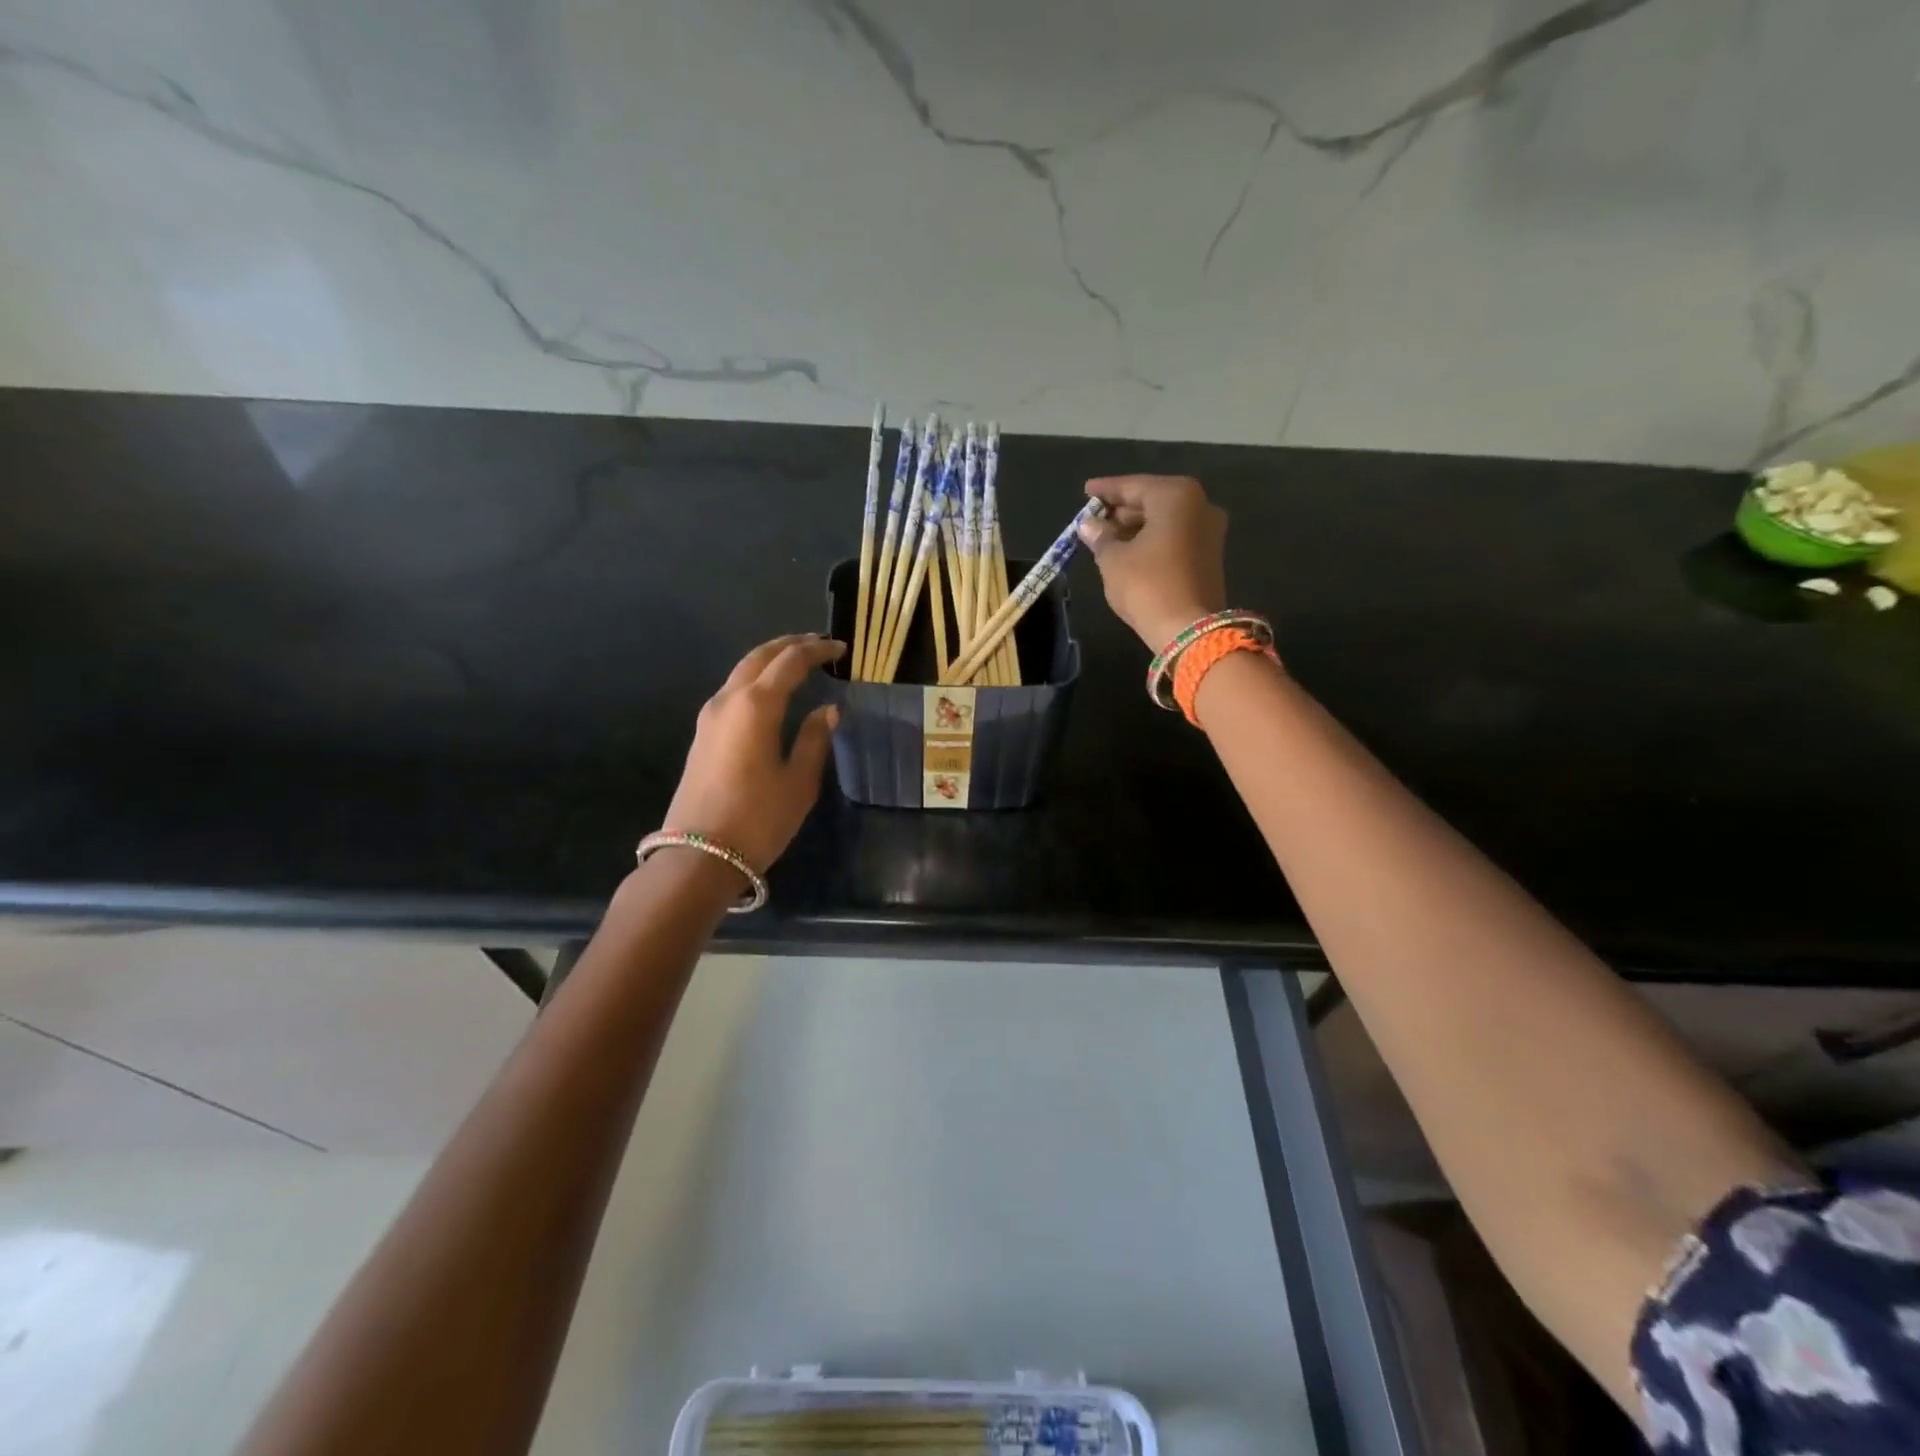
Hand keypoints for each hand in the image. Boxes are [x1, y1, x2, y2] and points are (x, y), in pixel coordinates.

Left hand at [664, 634, 844, 870]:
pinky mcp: (703, 734)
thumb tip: (828, 710)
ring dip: (770, 660)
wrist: (698, 855)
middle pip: (760, 656)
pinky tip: (772, 693)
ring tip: (797, 663)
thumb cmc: (758, 818)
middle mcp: (729, 700)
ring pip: (742, 671)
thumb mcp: (799, 781)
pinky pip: (733, 691)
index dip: (818, 651)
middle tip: (818, 645)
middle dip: (790, 645)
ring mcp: (710, 716)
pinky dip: (756, 680)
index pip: (791, 662)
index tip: (841, 649)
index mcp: (757, 705)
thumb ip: (815, 739)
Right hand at [1079, 475, 1228, 648]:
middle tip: (1095, 518)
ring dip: (1136, 526)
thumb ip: (1100, 537)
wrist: (1189, 630)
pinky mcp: (1209, 556)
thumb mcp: (1113, 559)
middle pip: (1153, 501)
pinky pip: (1175, 537)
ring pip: (1165, 520)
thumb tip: (1089, 524)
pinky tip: (1129, 551)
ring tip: (1107, 536)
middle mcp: (1199, 505)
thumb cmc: (1147, 585)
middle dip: (1122, 510)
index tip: (1086, 491)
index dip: (1106, 490)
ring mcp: (1209, 531)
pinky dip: (1152, 540)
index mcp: (1176, 496)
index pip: (1133, 486)